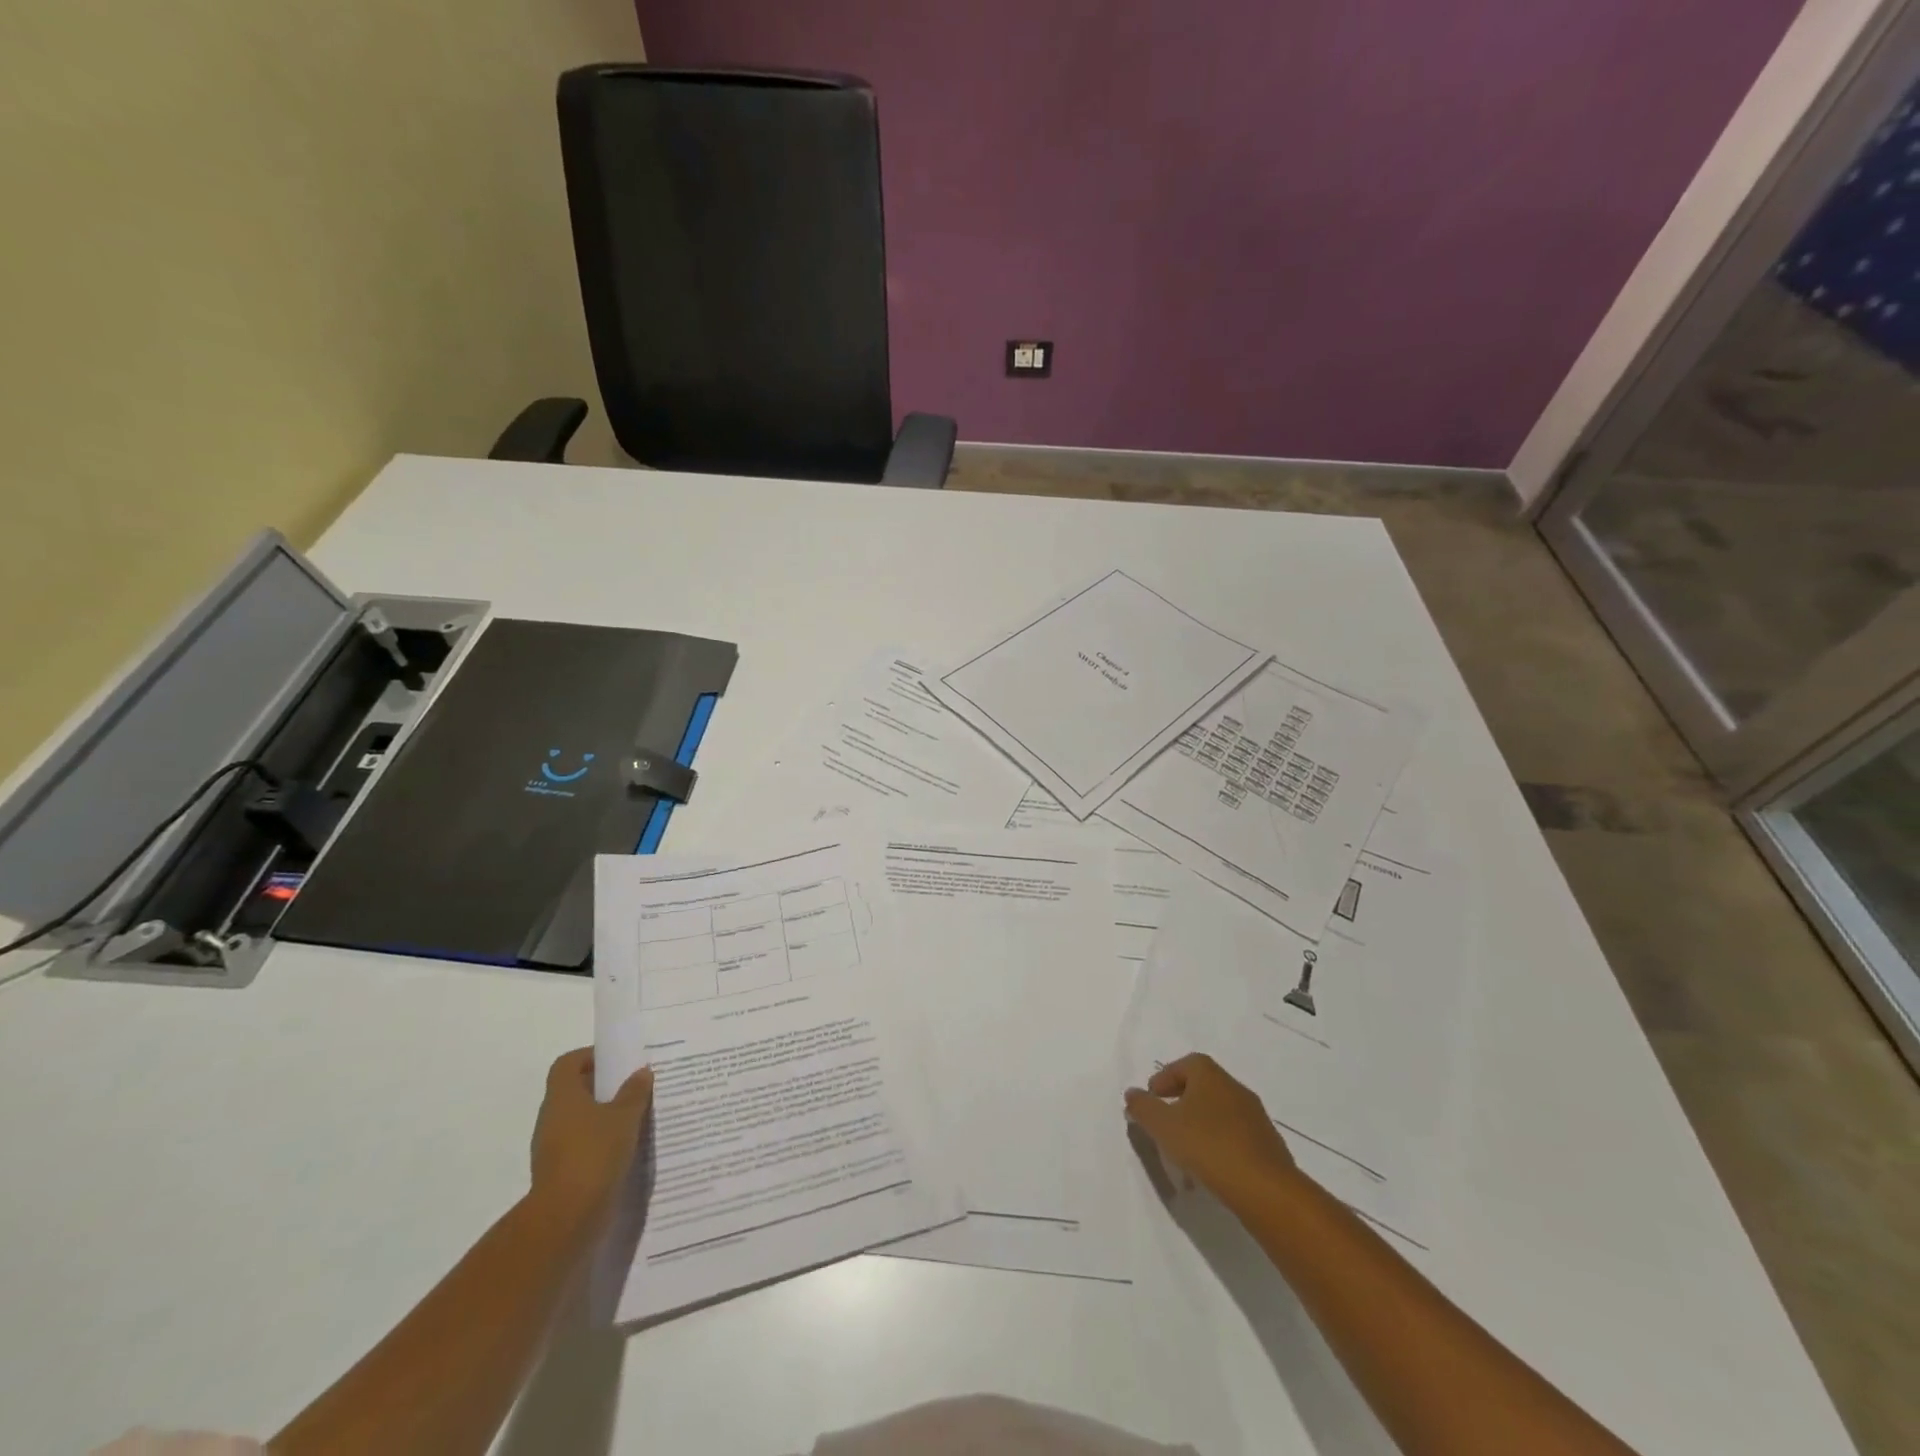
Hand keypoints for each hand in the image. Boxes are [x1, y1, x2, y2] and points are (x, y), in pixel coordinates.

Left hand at [529, 1048, 653, 1225]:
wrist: (566, 1218)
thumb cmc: (594, 1154)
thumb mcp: (624, 1117)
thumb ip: (634, 1092)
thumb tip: (641, 1072)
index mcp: (562, 1097)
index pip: (568, 1063)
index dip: (590, 1056)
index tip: (618, 1061)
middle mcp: (552, 1118)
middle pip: (575, 1090)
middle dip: (605, 1085)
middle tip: (636, 1084)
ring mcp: (553, 1147)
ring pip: (580, 1119)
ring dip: (605, 1115)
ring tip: (638, 1114)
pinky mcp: (562, 1171)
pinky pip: (583, 1145)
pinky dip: (602, 1141)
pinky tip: (628, 1145)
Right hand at [1124, 1053, 1296, 1208]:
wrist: (1265, 1188)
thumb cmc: (1208, 1146)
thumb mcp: (1163, 1126)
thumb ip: (1143, 1107)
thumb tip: (1132, 1093)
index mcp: (1210, 1075)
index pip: (1184, 1064)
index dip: (1165, 1078)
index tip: (1152, 1099)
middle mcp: (1234, 1087)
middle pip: (1202, 1087)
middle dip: (1180, 1102)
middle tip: (1165, 1124)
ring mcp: (1255, 1116)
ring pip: (1218, 1113)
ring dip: (1200, 1126)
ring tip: (1184, 1152)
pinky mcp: (1268, 1144)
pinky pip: (1235, 1136)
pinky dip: (1219, 1144)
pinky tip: (1210, 1168)